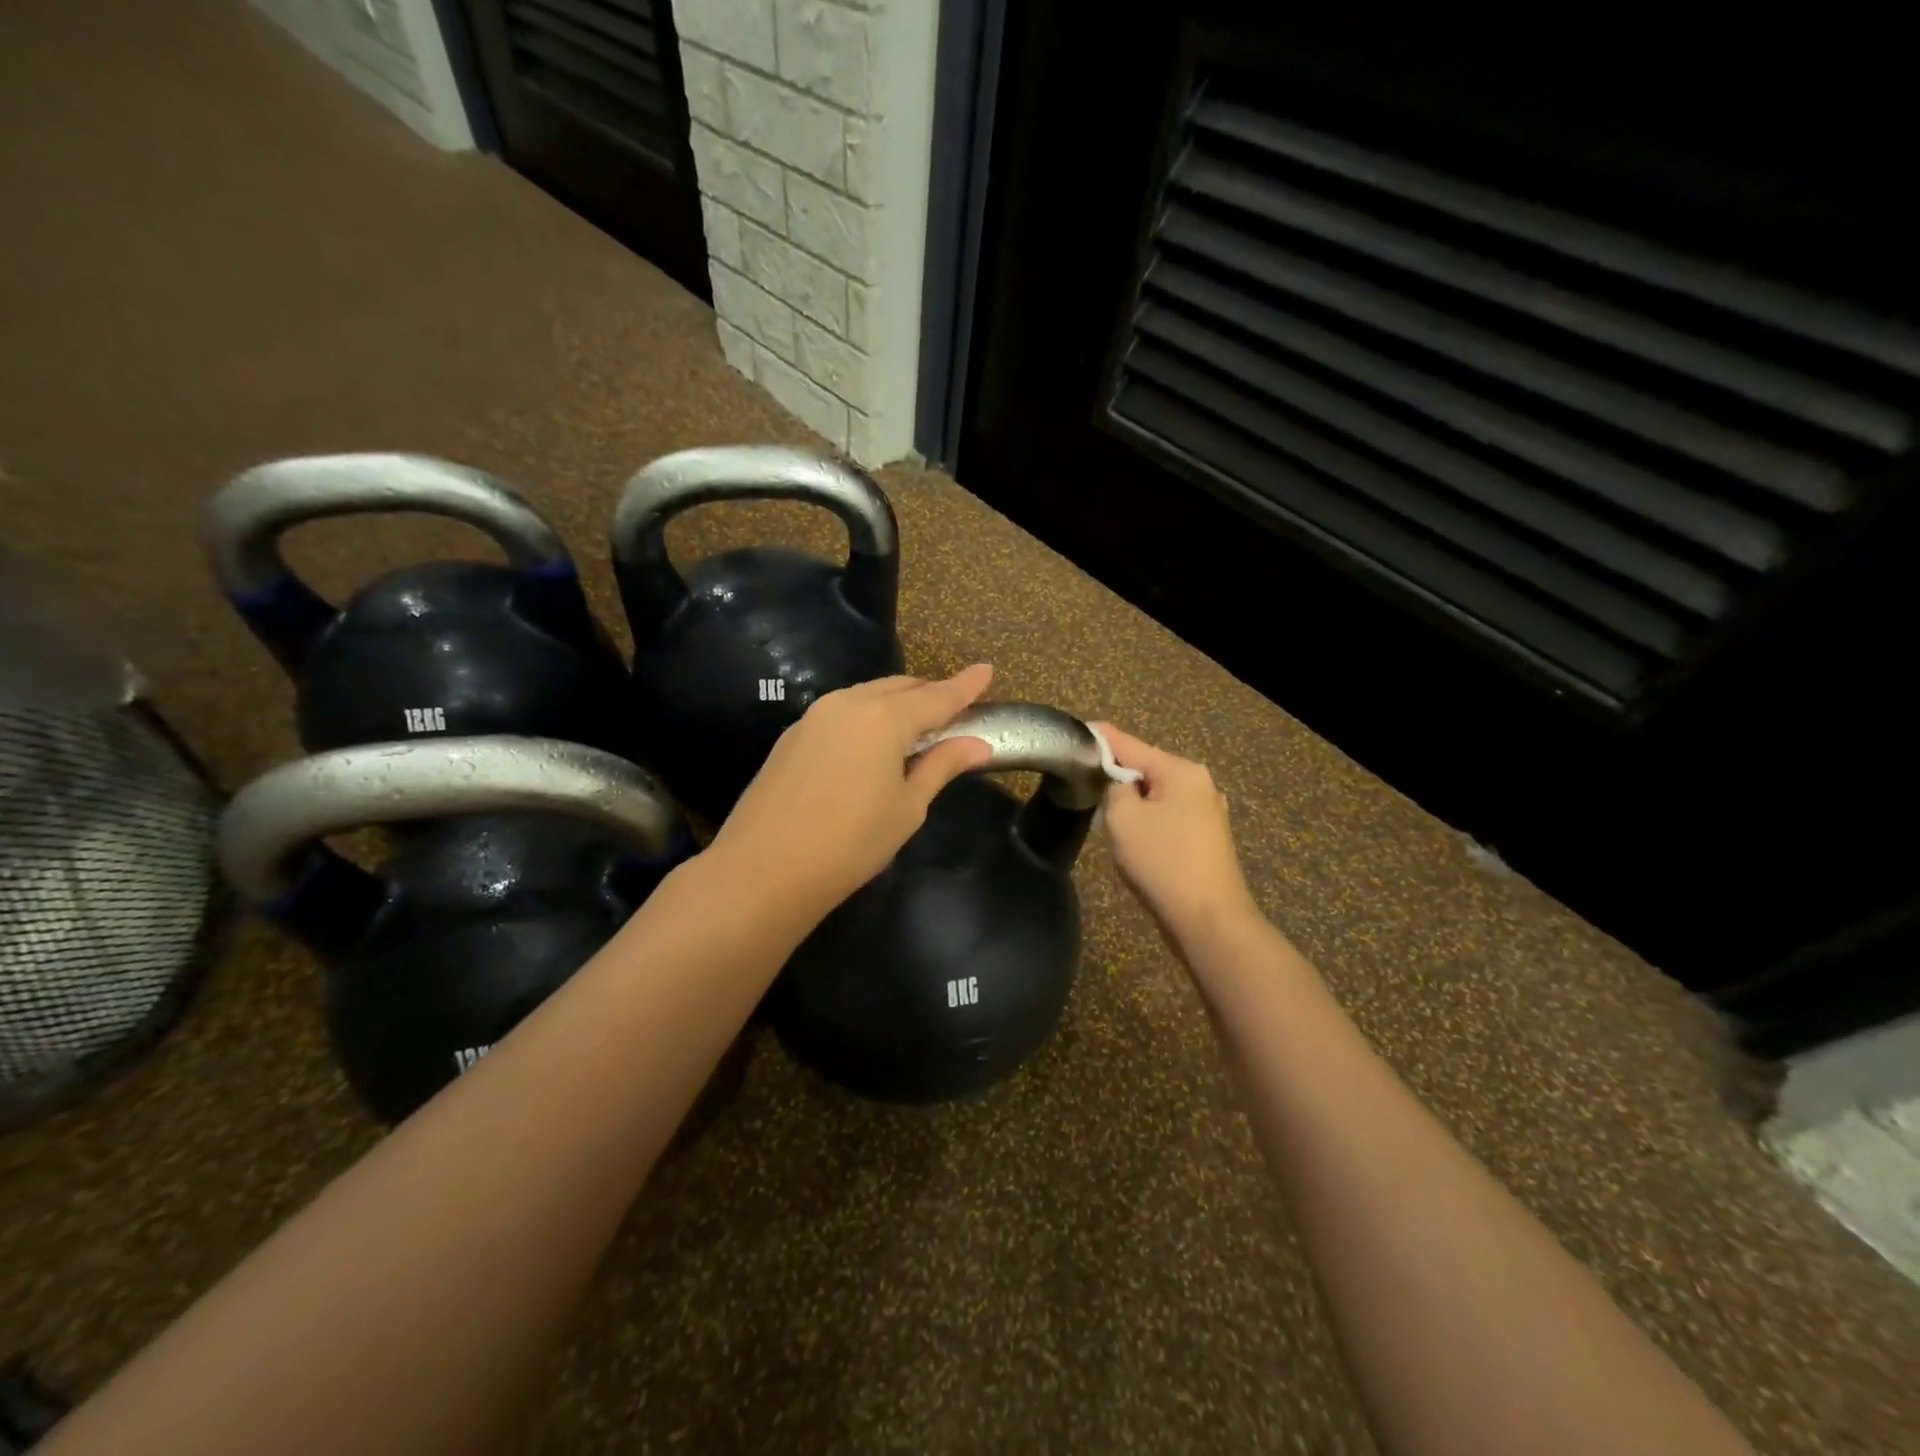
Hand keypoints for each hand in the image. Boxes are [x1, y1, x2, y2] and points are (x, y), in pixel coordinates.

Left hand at [709, 665, 996, 916]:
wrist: (764, 869)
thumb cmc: (852, 842)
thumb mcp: (908, 807)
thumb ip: (941, 766)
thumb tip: (976, 744)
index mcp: (884, 717)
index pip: (936, 696)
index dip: (965, 685)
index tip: (987, 670)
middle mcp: (848, 703)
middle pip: (899, 688)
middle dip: (929, 693)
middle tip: (955, 707)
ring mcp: (814, 716)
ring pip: (866, 696)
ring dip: (896, 703)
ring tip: (916, 724)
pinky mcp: (792, 736)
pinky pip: (841, 714)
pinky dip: (867, 718)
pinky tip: (872, 743)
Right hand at [1094, 724, 1257, 945]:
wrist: (1208, 920)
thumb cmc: (1162, 862)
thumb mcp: (1123, 818)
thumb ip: (1114, 788)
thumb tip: (1120, 784)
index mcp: (1182, 771)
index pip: (1132, 745)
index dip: (1103, 738)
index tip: (1080, 729)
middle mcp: (1201, 785)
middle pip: (1147, 770)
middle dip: (1117, 775)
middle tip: (1085, 779)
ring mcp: (1208, 814)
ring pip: (1157, 797)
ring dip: (1133, 803)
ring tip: (1105, 812)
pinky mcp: (1206, 841)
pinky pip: (1168, 819)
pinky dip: (1148, 822)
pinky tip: (1134, 838)